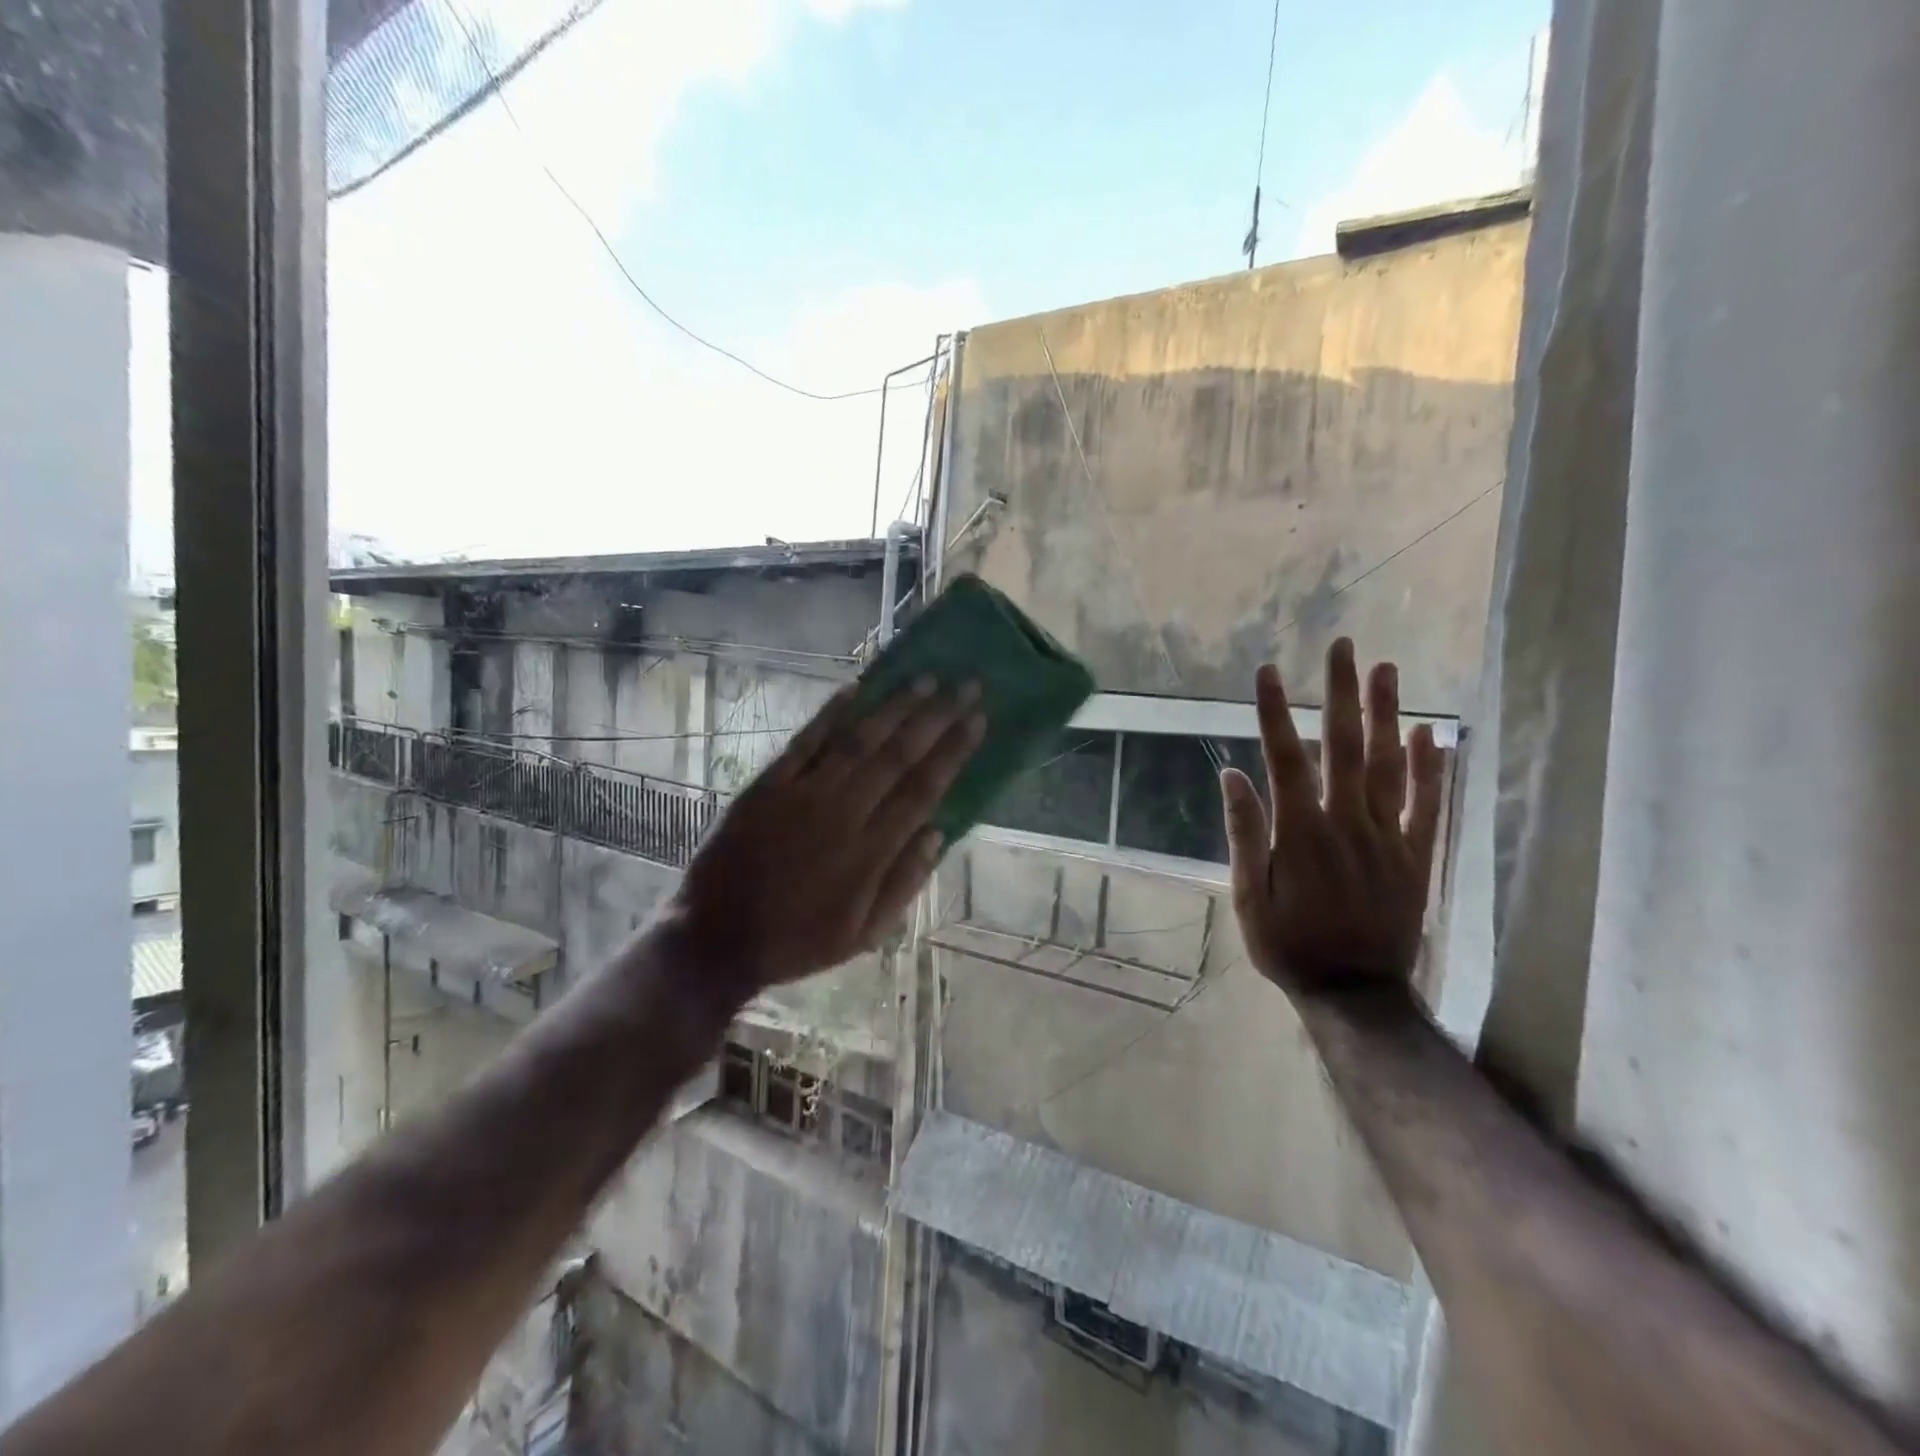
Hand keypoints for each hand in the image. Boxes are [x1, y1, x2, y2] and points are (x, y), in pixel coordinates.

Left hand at [662, 677, 984, 1007]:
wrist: (717, 938)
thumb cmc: (798, 940)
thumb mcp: (863, 934)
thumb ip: (904, 883)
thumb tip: (939, 833)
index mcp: (870, 853)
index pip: (924, 790)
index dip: (953, 752)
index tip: (978, 720)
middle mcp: (843, 814)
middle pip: (898, 756)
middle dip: (936, 717)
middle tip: (966, 685)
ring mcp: (802, 795)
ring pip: (857, 741)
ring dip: (894, 707)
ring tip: (924, 677)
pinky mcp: (767, 786)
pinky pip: (804, 742)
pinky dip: (830, 714)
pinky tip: (855, 687)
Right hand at [1219, 637, 1443, 1001]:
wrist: (1356, 994)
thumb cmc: (1290, 946)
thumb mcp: (1249, 898)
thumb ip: (1244, 834)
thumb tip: (1232, 776)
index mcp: (1301, 833)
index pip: (1286, 758)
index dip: (1276, 713)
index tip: (1269, 672)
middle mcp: (1348, 823)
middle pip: (1345, 746)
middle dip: (1341, 693)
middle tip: (1342, 647)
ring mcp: (1389, 837)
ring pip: (1390, 765)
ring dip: (1387, 714)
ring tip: (1385, 670)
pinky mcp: (1417, 856)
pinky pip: (1429, 805)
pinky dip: (1431, 768)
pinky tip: (1430, 733)